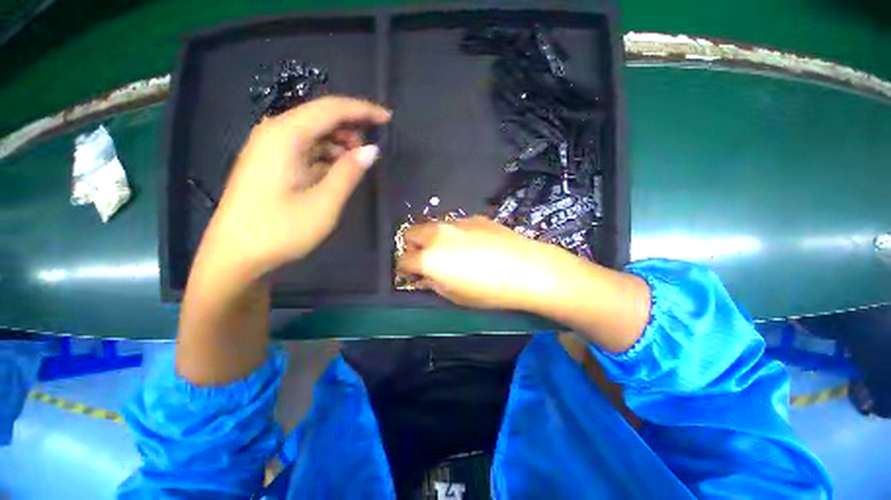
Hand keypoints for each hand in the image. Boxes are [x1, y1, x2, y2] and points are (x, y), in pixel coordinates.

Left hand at [200, 96, 390, 278]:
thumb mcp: (324, 204)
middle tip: (373, 150)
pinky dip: (326, 156)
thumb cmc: (279, 231)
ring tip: (359, 164)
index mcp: (285, 136)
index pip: (330, 109)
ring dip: (340, 144)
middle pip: (320, 117)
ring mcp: (270, 149)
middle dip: (351, 128)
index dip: (362, 110)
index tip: (387, 119)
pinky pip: (306, 149)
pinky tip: (338, 171)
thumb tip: (371, 151)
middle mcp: (274, 134)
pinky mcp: (271, 163)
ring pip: (314, 134)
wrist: (235, 256)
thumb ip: (348, 173)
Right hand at [396, 216, 570, 309]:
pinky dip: (454, 234)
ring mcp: (456, 222)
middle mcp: (437, 234)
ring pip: (432, 226)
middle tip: (426, 259)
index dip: (404, 269)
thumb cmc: (489, 291)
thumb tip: (423, 276)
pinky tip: (474, 244)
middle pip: (410, 233)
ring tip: (450, 251)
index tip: (412, 275)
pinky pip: (455, 224)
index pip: (403, 260)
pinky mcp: (474, 218)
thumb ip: (433, 283)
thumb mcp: (455, 296)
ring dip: (433, 238)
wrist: (527, 269)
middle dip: (412, 246)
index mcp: (429, 257)